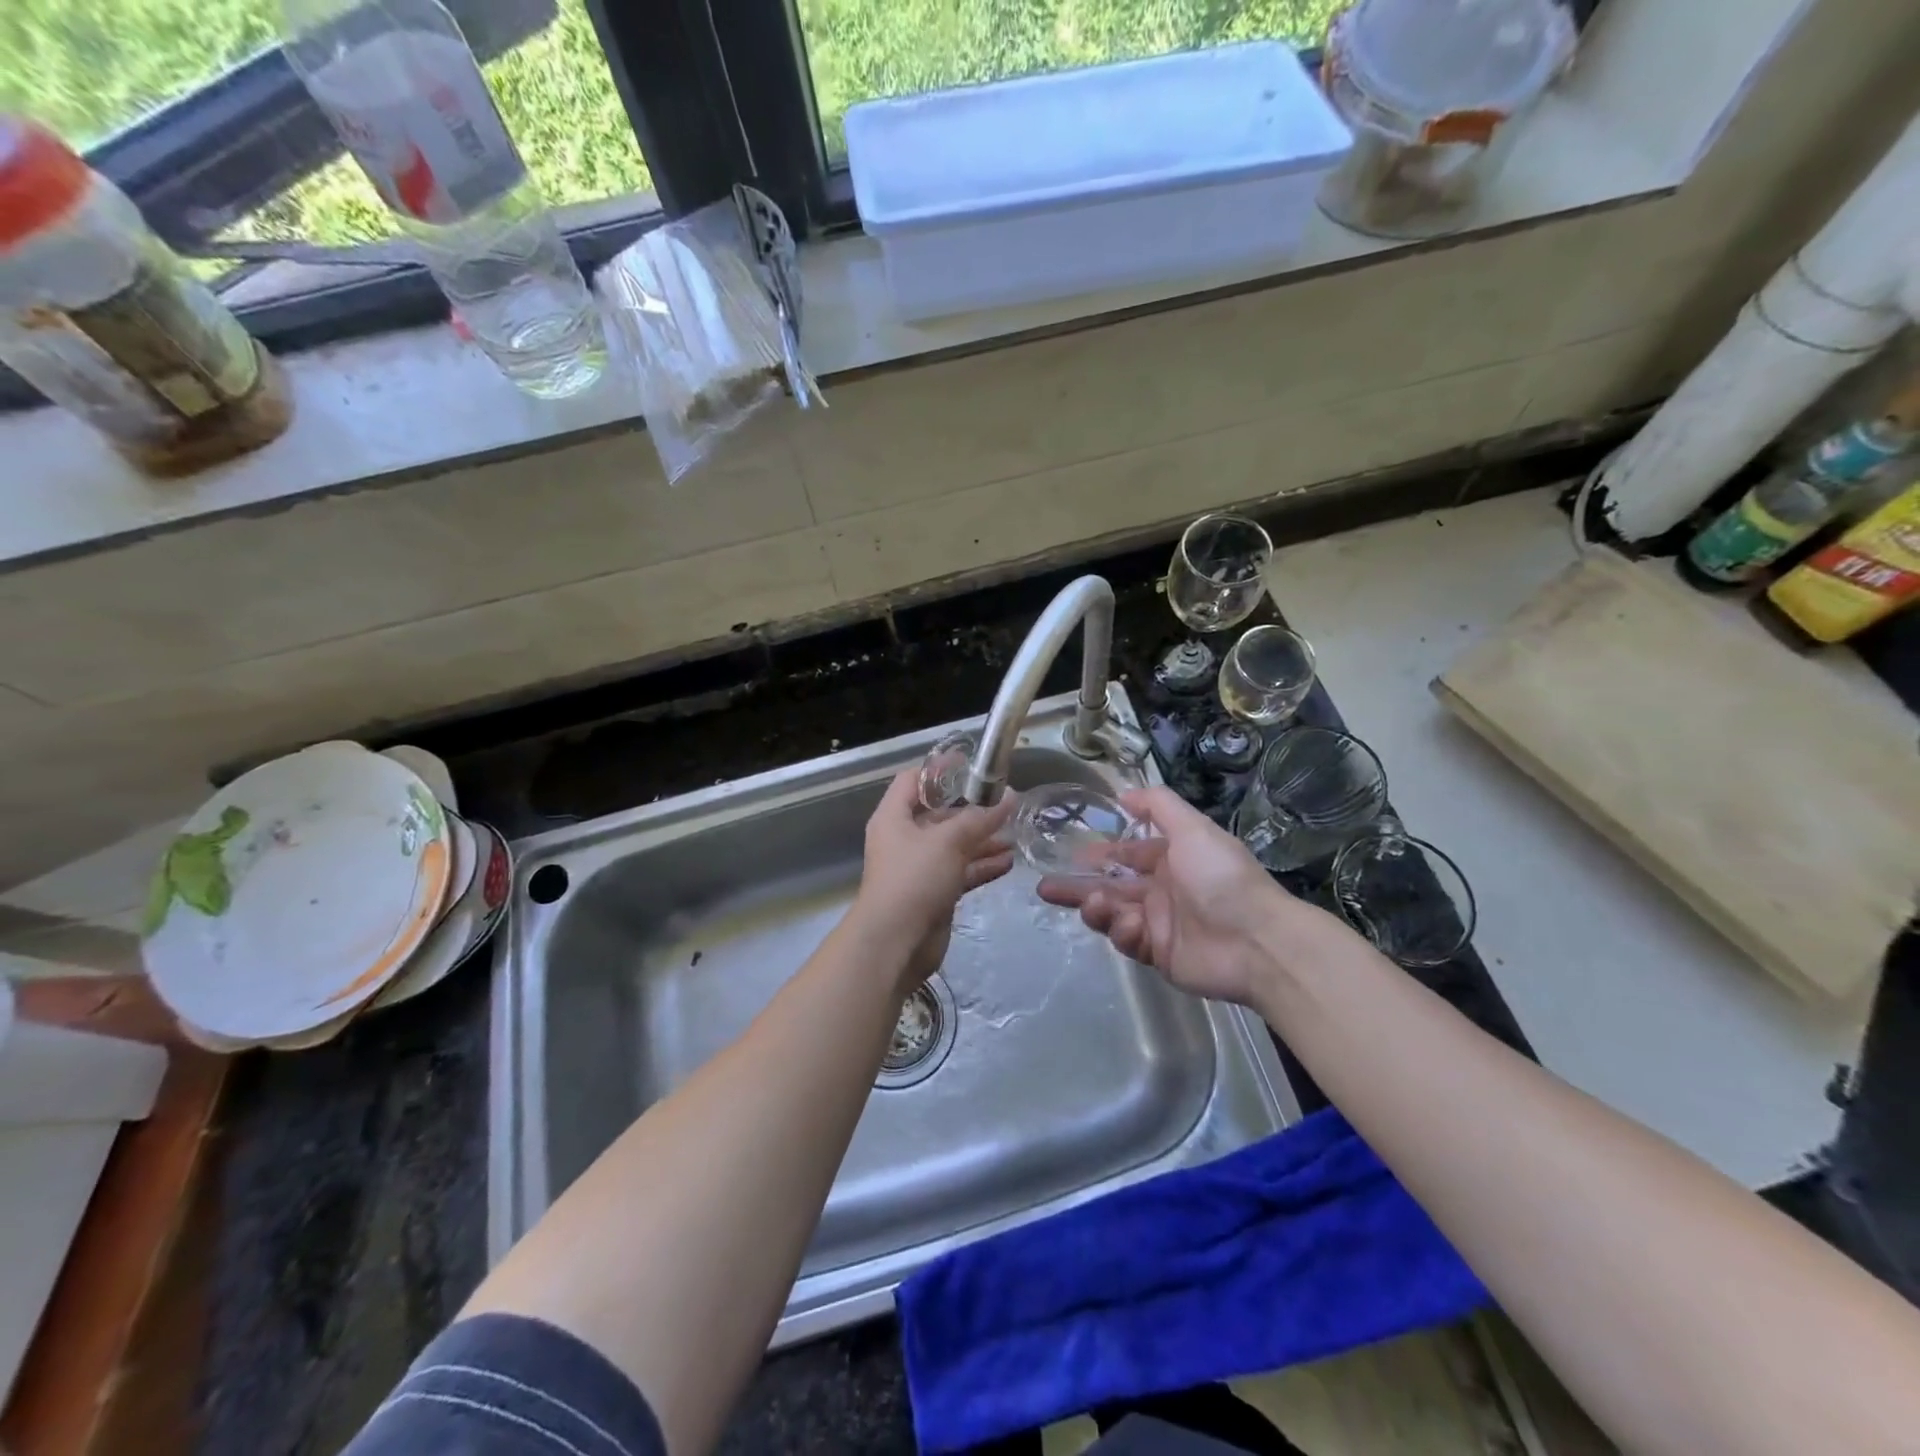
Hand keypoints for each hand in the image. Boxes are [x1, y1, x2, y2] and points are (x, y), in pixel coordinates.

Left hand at [853, 768, 1015, 991]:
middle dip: (972, 809)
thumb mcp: (949, 841)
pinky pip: (960, 872)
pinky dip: (981, 866)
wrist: (895, 943)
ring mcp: (918, 869)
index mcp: (894, 818)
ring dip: (982, 839)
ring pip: (953, 845)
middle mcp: (903, 839)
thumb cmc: (914, 879)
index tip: (971, 763)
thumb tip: (1010, 797)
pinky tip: (1008, 862)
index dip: (939, 769)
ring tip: (1015, 833)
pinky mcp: (933, 894)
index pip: (913, 780)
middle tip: (1005, 802)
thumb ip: (980, 818)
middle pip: (939, 815)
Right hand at [1037, 786, 1352, 1006]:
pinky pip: (1127, 941)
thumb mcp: (1192, 828)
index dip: (1100, 853)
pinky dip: (1122, 931)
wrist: (1255, 941)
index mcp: (1171, 859)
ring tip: (1091, 904)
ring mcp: (1158, 924)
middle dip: (1078, 886)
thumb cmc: (1221, 878)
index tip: (1071, 854)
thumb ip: (1158, 805)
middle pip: (1110, 886)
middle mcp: (1161, 890)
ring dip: (1096, 907)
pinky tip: (1129, 926)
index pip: (1128, 853)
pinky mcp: (1157, 955)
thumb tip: (1122, 792)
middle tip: (1045, 887)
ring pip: (1112, 914)